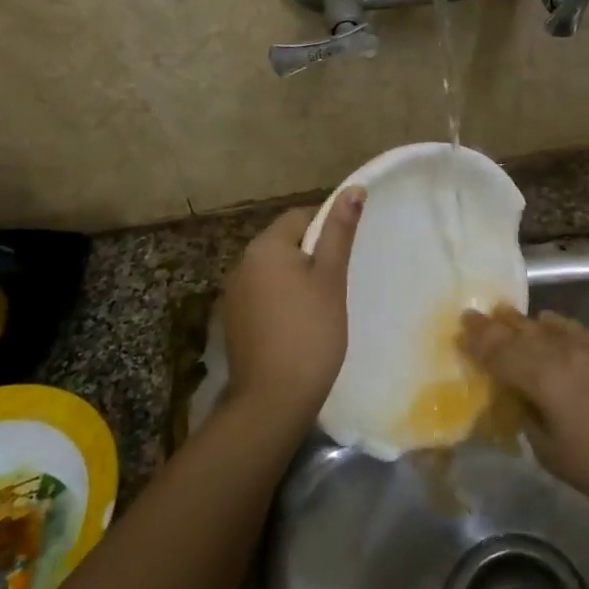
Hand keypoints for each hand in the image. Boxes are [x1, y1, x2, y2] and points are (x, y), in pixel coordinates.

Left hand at [220, 187, 364, 433]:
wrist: (273, 398)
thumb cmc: (310, 331)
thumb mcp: (331, 278)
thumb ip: (339, 232)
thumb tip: (353, 189)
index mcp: (265, 246)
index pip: (300, 217)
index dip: (328, 227)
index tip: (347, 253)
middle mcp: (242, 263)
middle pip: (284, 243)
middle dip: (312, 254)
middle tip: (340, 279)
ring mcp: (235, 294)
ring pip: (274, 271)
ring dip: (297, 278)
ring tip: (323, 303)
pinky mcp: (235, 320)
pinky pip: (264, 295)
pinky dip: (283, 300)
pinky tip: (300, 323)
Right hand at [458, 307, 588, 512]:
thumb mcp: (550, 452)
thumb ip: (529, 417)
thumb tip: (522, 398)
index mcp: (543, 376)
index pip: (501, 353)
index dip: (479, 341)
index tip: (461, 327)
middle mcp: (564, 351)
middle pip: (522, 332)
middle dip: (496, 325)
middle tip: (476, 314)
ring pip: (550, 326)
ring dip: (526, 322)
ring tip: (508, 315)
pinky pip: (578, 330)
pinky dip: (560, 326)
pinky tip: (553, 324)